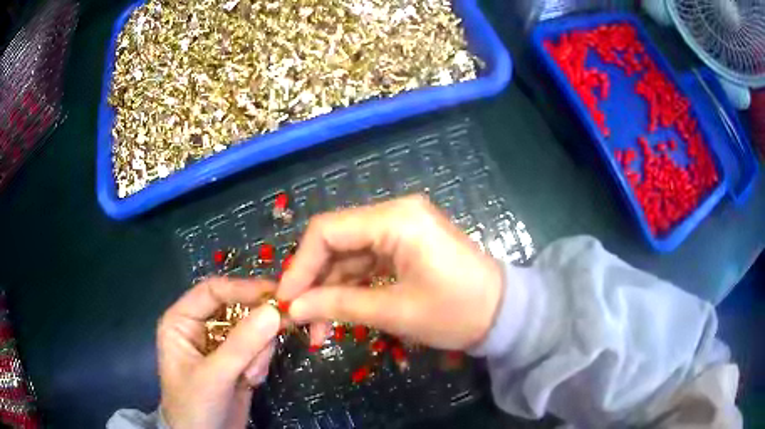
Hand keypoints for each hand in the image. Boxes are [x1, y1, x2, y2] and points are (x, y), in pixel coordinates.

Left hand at [158, 277, 279, 428]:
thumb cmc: (195, 406)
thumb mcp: (214, 376)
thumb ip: (241, 345)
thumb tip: (274, 311)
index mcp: (182, 321)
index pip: (213, 291)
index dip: (243, 288)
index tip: (277, 293)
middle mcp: (201, 327)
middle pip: (237, 308)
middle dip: (256, 326)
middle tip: (285, 327)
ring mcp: (221, 345)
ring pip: (252, 329)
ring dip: (258, 352)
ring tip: (249, 376)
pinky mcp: (238, 361)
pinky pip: (259, 349)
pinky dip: (260, 363)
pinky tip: (250, 381)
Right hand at [277, 195, 502, 349]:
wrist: (504, 314)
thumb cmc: (457, 312)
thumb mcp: (395, 312)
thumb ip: (340, 306)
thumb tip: (293, 308)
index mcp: (396, 219)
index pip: (327, 230)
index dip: (299, 264)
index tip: (286, 299)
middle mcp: (395, 214)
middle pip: (335, 241)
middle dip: (314, 281)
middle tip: (299, 319)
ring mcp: (400, 229)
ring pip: (348, 255)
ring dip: (330, 288)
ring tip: (317, 327)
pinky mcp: (405, 246)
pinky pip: (366, 262)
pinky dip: (350, 286)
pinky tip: (336, 312)